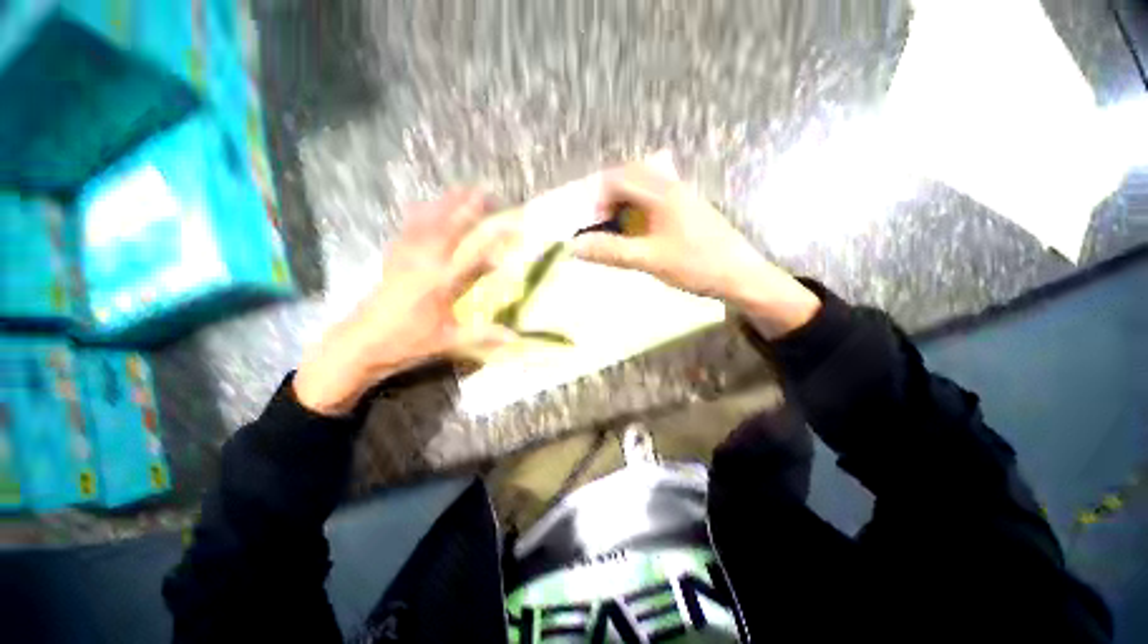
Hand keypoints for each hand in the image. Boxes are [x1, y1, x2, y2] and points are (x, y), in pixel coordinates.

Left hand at [294, 191, 517, 415]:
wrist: (359, 343)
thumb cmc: (406, 343)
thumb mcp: (448, 341)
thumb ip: (483, 335)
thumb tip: (515, 337)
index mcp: (441, 284)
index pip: (475, 256)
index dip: (496, 240)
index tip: (514, 227)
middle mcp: (424, 264)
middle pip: (448, 228)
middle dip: (468, 207)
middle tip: (485, 191)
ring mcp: (405, 258)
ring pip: (426, 222)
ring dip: (445, 204)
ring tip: (459, 190)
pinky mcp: (392, 260)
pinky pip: (406, 229)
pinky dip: (417, 215)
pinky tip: (422, 206)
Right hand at [570, 163, 820, 337]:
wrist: (740, 275)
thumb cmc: (694, 265)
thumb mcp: (648, 260)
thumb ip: (611, 251)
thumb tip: (575, 246)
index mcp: (662, 193)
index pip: (619, 178)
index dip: (600, 199)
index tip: (596, 224)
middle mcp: (673, 187)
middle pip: (632, 176)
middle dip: (612, 197)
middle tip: (605, 223)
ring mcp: (684, 196)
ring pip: (646, 186)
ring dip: (627, 202)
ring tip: (621, 229)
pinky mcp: (691, 208)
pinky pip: (658, 198)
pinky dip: (642, 209)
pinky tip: (644, 233)